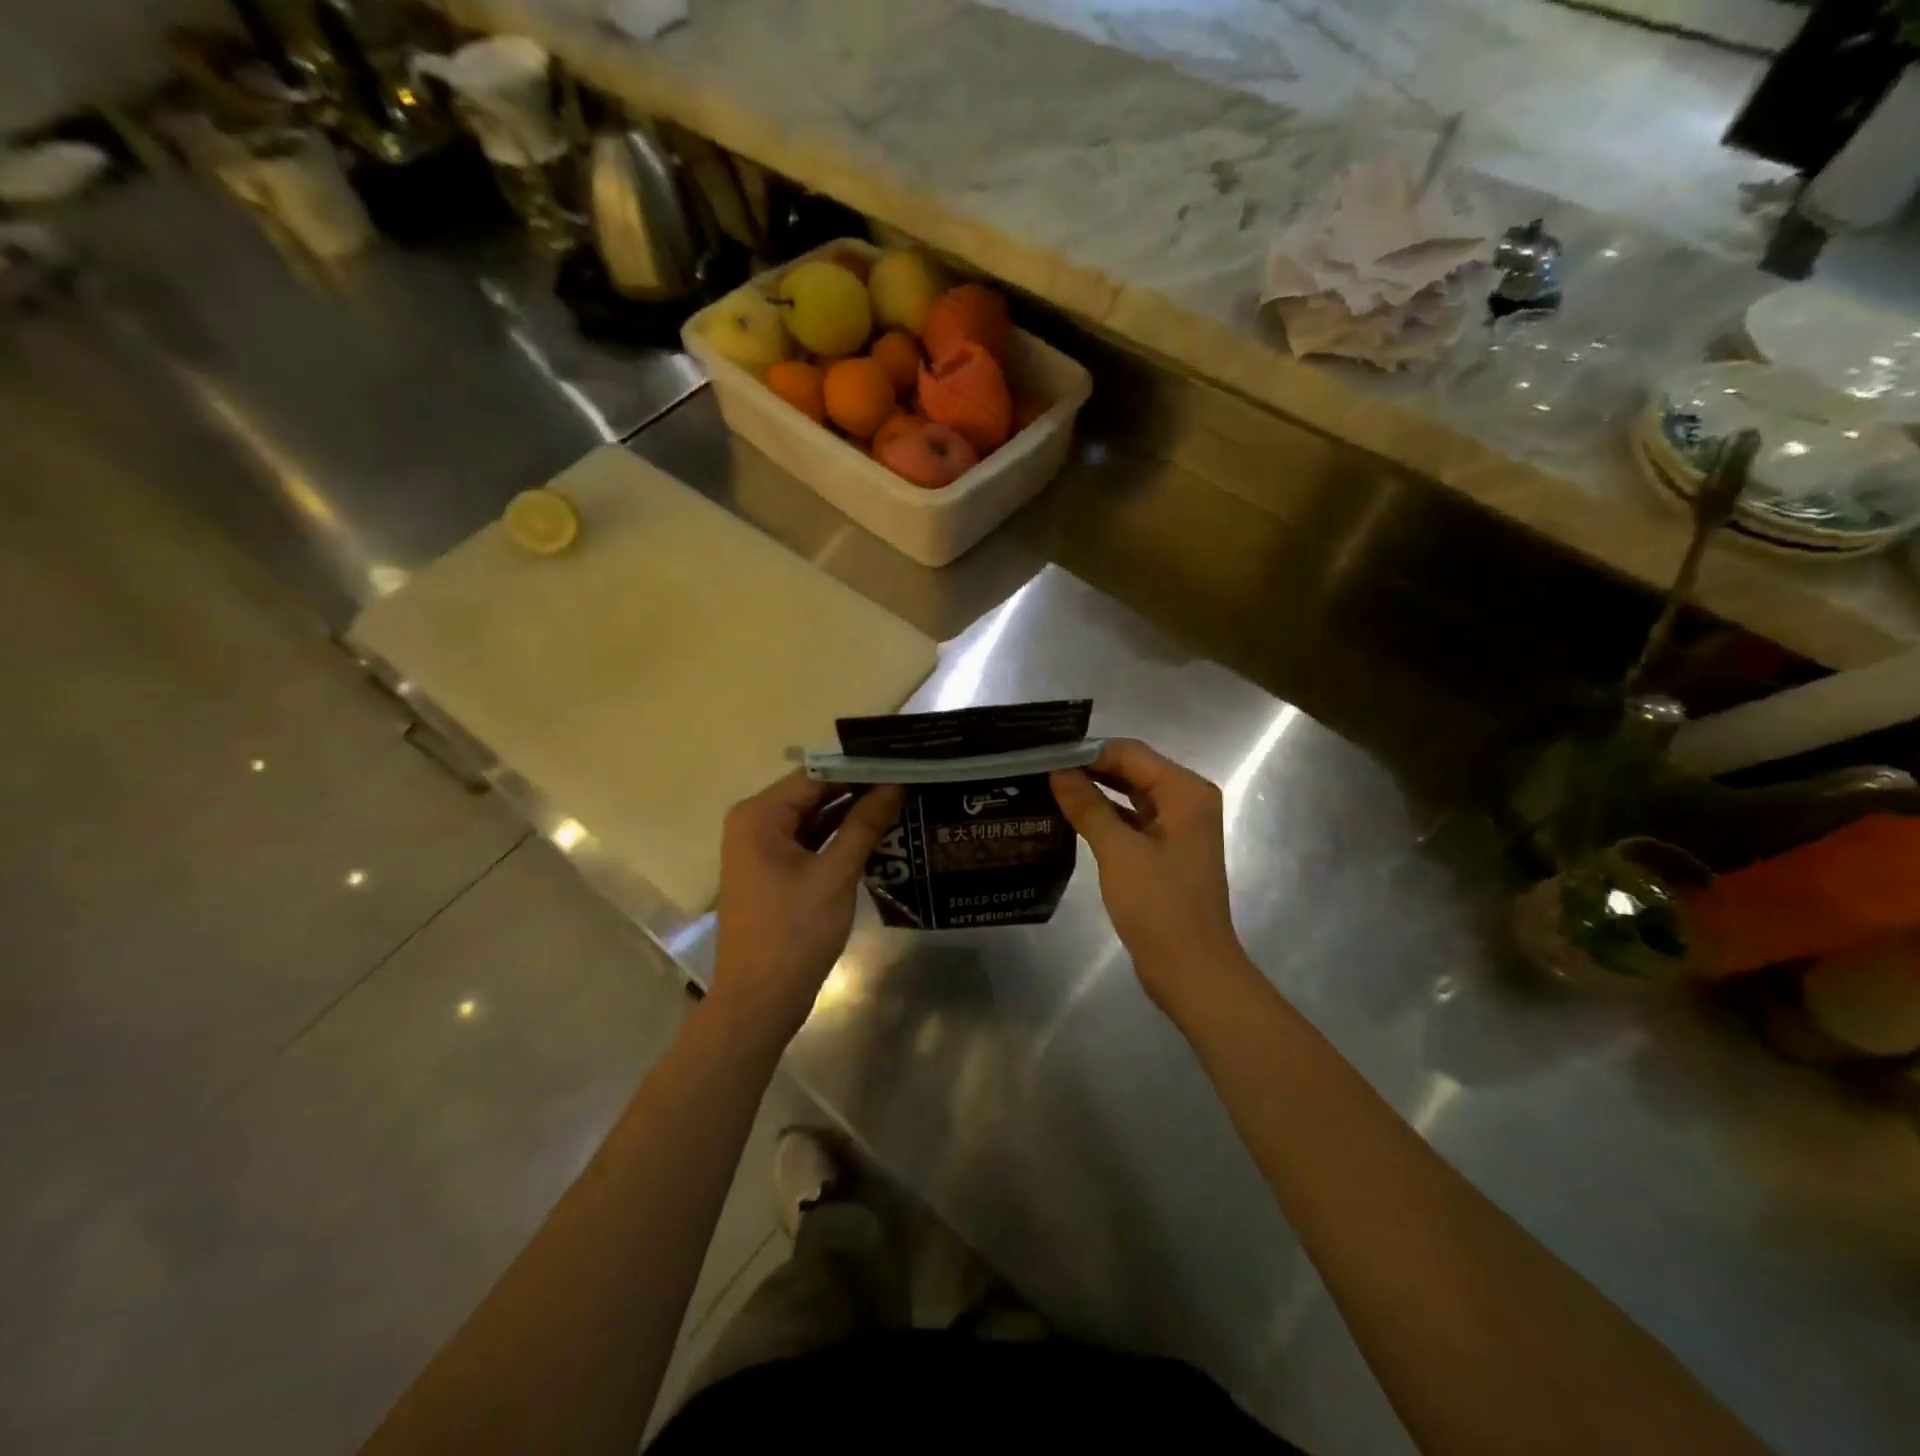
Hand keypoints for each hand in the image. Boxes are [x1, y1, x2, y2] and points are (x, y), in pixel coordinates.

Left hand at [710, 773, 903, 1048]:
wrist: (759, 1001)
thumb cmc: (794, 932)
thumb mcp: (835, 874)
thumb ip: (864, 825)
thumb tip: (896, 786)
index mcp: (760, 815)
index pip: (816, 775)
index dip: (860, 768)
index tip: (902, 762)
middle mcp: (755, 824)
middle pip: (814, 794)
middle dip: (859, 790)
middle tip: (909, 781)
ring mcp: (763, 850)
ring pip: (814, 819)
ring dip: (852, 815)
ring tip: (902, 802)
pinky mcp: (774, 873)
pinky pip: (810, 843)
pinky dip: (840, 839)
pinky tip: (878, 834)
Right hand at [1051, 739, 1254, 1018]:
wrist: (1191, 971)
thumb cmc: (1160, 907)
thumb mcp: (1119, 852)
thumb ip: (1088, 806)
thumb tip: (1058, 771)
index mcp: (1185, 792)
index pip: (1130, 753)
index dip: (1087, 751)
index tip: (1044, 753)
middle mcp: (1185, 801)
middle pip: (1131, 770)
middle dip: (1088, 768)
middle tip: (1039, 768)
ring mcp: (1176, 827)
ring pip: (1129, 795)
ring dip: (1093, 792)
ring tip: (1047, 787)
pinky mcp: (1163, 851)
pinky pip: (1130, 820)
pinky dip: (1103, 816)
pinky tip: (1068, 817)